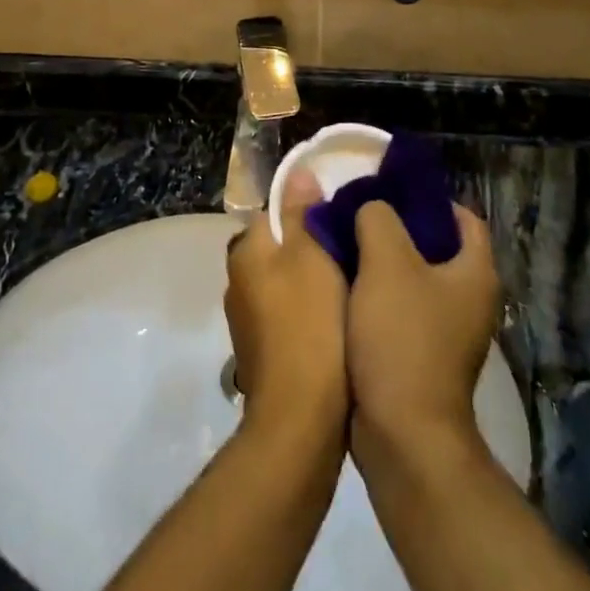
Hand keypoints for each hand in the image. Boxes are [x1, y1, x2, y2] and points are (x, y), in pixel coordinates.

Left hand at [225, 169, 349, 435]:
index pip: (274, 213)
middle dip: (309, 248)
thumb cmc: (310, 325)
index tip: (341, 218)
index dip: (306, 211)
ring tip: (352, 286)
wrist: (300, 418)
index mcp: (246, 253)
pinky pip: (287, 317)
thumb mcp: (312, 257)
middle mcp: (237, 282)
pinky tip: (338, 324)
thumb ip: (302, 213)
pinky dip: (307, 315)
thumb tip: (297, 172)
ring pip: (284, 285)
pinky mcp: (262, 354)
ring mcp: (247, 322)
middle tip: (352, 251)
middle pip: (279, 249)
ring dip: (310, 284)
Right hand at [347, 201, 499, 456]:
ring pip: (412, 278)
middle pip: (434, 246)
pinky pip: (400, 308)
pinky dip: (376, 293)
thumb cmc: (402, 337)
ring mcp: (447, 331)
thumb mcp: (386, 261)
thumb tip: (371, 208)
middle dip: (396, 227)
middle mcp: (469, 299)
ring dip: (381, 261)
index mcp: (475, 272)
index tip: (388, 190)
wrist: (402, 433)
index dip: (428, 198)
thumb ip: (377, 218)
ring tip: (343, 243)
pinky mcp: (422, 354)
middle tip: (356, 213)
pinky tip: (344, 285)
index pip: (463, 217)